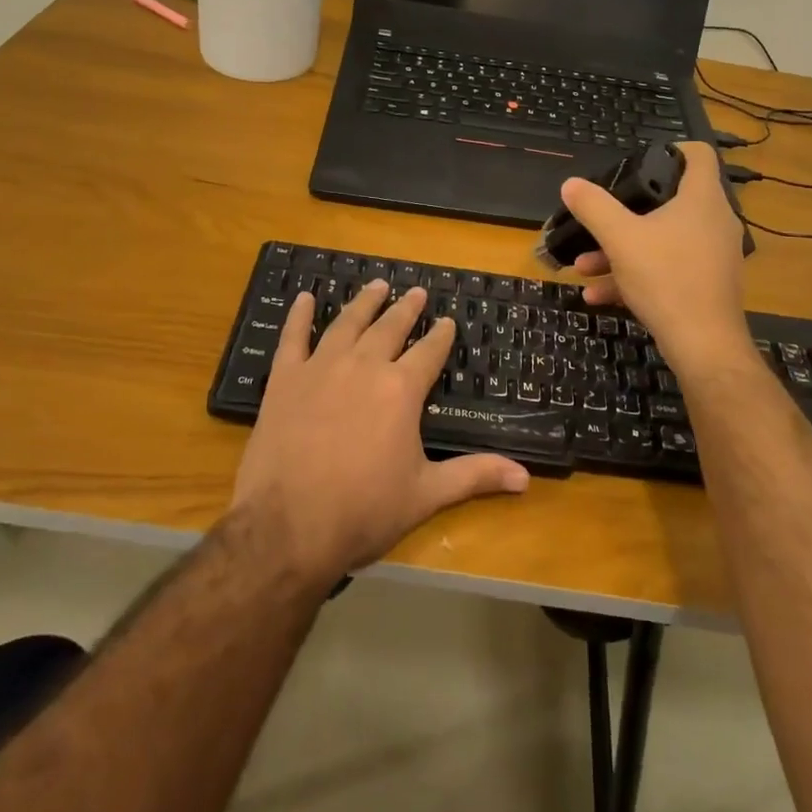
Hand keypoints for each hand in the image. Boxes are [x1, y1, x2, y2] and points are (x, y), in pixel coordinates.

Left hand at [230, 280, 529, 585]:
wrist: (288, 526)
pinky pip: (294, 337)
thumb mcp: (426, 495)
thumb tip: (525, 478)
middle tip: (417, 292)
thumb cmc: (363, 511)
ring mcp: (322, 367)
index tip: (447, 320)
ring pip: (348, 323)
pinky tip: (304, 298)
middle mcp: (364, 366)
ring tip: (377, 285)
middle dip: (407, 309)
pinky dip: (299, 316)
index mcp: (401, 389)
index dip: (440, 335)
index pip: (428, 352)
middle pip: (390, 327)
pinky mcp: (285, 378)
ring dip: (365, 302)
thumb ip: (474, 476)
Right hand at [560, 142, 754, 376]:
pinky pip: (668, 267)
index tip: (640, 161)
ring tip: (584, 265)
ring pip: (663, 239)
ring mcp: (714, 254)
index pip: (699, 154)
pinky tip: (598, 294)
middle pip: (672, 199)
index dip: (672, 150)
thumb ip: (593, 207)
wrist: (704, 346)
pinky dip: (636, 274)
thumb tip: (571, 184)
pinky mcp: (708, 283)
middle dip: (628, 211)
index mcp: (701, 199)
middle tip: (602, 216)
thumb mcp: (620, 238)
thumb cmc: (666, 278)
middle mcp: (714, 221)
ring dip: (622, 249)